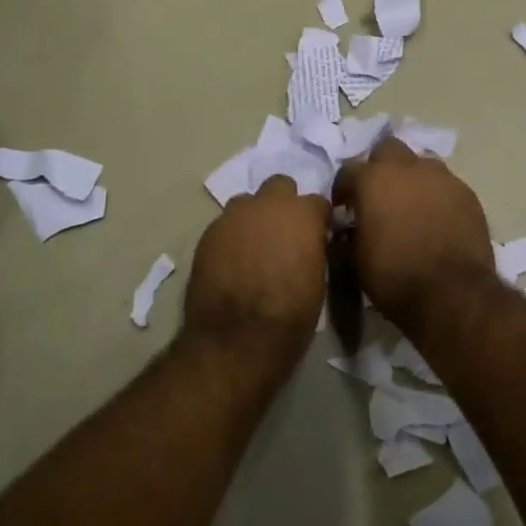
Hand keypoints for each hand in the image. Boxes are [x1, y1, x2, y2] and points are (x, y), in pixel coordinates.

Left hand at [182, 177, 330, 365]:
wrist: (236, 339)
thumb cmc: (290, 315)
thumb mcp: (318, 280)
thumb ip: (313, 248)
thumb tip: (310, 243)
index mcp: (301, 214)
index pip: (317, 202)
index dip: (318, 219)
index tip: (318, 236)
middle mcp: (266, 205)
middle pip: (279, 186)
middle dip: (284, 204)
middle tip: (284, 234)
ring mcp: (233, 217)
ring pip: (247, 203)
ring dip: (254, 218)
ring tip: (255, 248)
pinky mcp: (208, 234)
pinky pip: (225, 226)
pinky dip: (232, 237)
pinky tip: (233, 262)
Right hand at [332, 137, 494, 324]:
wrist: (452, 293)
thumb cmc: (394, 276)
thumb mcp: (356, 260)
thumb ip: (349, 234)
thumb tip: (348, 228)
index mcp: (373, 180)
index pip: (348, 170)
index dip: (343, 189)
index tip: (344, 208)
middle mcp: (407, 167)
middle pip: (388, 149)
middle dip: (380, 167)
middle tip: (379, 195)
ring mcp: (441, 177)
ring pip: (421, 164)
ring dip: (412, 179)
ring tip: (411, 206)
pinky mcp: (467, 193)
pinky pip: (446, 185)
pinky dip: (437, 196)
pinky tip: (437, 220)